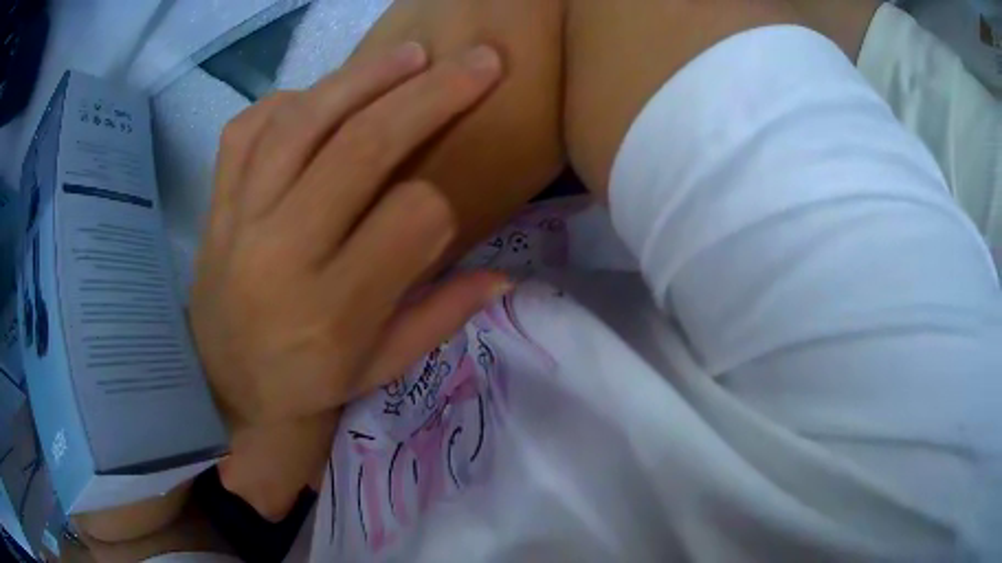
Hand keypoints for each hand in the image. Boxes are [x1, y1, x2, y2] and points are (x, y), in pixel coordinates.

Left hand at [191, 42, 510, 426]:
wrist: (226, 384)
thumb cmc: (306, 381)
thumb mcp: (380, 369)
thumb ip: (442, 318)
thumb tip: (507, 275)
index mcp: (334, 309)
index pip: (410, 219)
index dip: (440, 203)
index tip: (443, 207)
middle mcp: (283, 254)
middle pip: (362, 149)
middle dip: (431, 97)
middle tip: (479, 62)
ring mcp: (239, 219)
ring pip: (303, 124)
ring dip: (364, 78)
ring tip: (410, 55)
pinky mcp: (215, 203)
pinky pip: (246, 130)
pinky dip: (287, 100)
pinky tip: (322, 93)